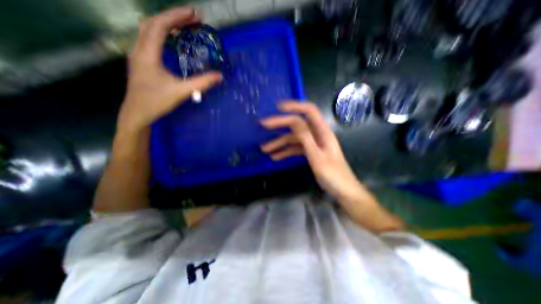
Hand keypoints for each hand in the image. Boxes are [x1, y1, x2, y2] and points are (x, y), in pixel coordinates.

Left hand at [118, 6, 223, 131]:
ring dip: (167, 25)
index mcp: (148, 53)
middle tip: (192, 20)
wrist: (138, 113)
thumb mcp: (182, 92)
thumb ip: (201, 83)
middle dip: (173, 18)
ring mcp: (138, 55)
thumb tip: (219, 76)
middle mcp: (139, 49)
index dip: (177, 16)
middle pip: (153, 23)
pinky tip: (173, 42)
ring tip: (184, 27)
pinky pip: (150, 40)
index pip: (161, 25)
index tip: (195, 14)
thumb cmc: (157, 102)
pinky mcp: (141, 62)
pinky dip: (163, 35)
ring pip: (149, 30)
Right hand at [260, 102, 359, 201]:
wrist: (343, 191)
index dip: (294, 106)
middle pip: (297, 125)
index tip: (278, 107)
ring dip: (279, 142)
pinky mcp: (310, 152)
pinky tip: (275, 157)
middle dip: (280, 124)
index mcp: (322, 132)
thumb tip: (294, 121)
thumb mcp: (318, 157)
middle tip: (263, 125)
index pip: (309, 111)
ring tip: (264, 148)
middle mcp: (317, 134)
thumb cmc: (333, 175)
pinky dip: (285, 151)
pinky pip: (295, 148)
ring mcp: (313, 144)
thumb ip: (306, 138)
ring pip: (293, 138)